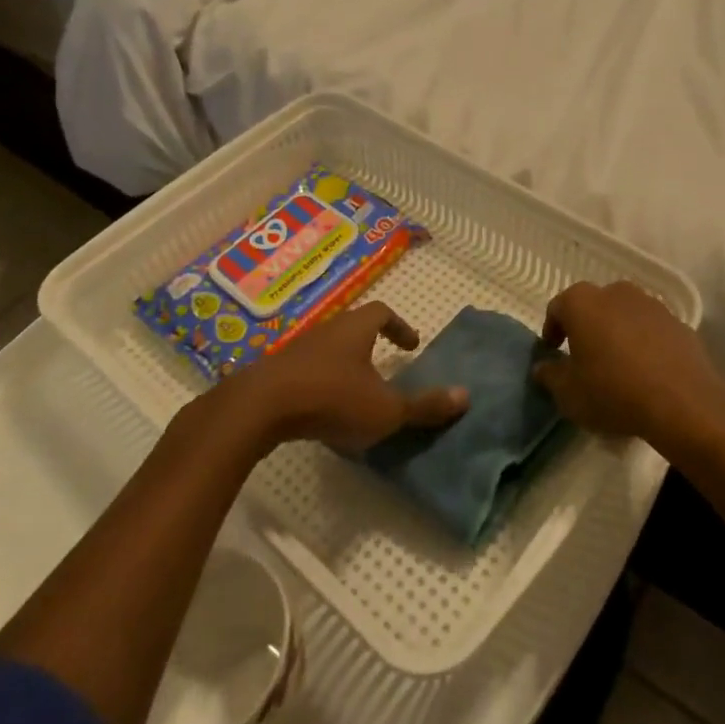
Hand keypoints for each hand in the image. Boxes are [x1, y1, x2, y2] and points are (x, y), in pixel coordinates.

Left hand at [237, 302, 467, 454]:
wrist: (259, 408)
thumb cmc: (331, 399)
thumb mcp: (385, 409)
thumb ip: (424, 406)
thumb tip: (466, 396)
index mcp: (356, 328)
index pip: (383, 313)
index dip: (400, 327)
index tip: (411, 346)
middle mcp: (327, 330)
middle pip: (354, 328)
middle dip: (371, 346)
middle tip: (386, 369)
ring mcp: (297, 349)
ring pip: (328, 349)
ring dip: (344, 365)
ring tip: (356, 394)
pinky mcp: (275, 371)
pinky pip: (306, 370)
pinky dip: (320, 383)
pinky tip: (322, 410)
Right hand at [532, 281, 724, 449]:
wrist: (683, 402)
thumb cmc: (613, 391)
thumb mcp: (569, 394)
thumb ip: (550, 376)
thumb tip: (542, 367)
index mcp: (582, 302)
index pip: (557, 308)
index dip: (552, 330)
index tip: (554, 352)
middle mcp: (615, 292)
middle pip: (593, 306)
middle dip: (586, 327)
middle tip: (585, 357)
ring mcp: (651, 304)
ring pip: (624, 314)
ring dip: (617, 333)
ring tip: (618, 365)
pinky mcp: (678, 322)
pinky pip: (651, 329)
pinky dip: (645, 343)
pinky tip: (647, 372)